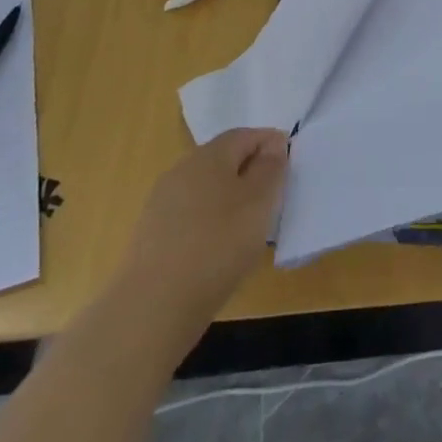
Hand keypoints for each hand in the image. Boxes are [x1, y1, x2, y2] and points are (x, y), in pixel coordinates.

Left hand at [123, 128, 288, 331]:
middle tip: (273, 193)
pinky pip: (190, 213)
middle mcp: (181, 170)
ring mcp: (161, 202)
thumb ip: (271, 168)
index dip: (269, 142)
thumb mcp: (259, 202)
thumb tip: (274, 144)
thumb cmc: (218, 244)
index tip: (290, 161)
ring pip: (206, 187)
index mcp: (208, 155)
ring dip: (229, 195)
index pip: (244, 135)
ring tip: (249, 223)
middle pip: (222, 158)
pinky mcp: (151, 234)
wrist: (153, 306)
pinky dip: (210, 219)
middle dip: (249, 168)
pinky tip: (219, 245)